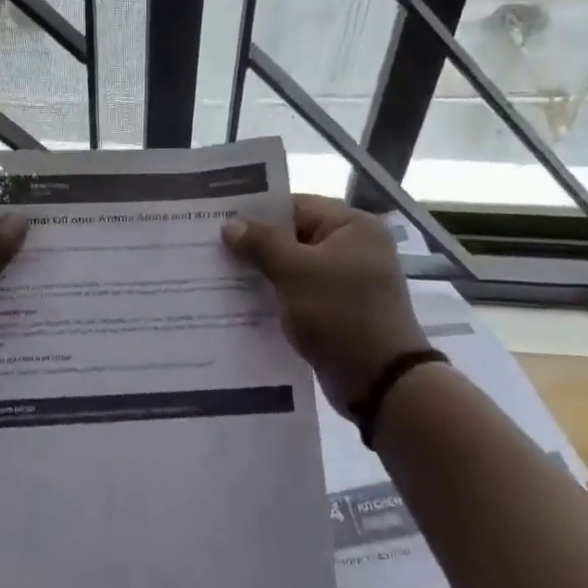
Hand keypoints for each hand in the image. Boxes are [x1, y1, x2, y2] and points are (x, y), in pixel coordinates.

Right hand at [222, 195, 426, 413]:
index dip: (257, 213)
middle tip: (209, 250)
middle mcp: (353, 248)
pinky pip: (298, 294)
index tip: (217, 221)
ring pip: (292, 269)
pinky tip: (240, 303)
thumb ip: (262, 243)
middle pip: (293, 237)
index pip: (296, 206)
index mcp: (352, 227)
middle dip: (254, 246)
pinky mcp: (336, 311)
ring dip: (261, 274)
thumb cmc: (339, 313)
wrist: (377, 380)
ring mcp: (345, 282)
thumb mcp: (295, 272)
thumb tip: (230, 224)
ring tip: (217, 276)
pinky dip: (274, 297)